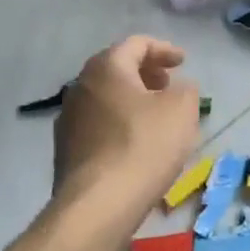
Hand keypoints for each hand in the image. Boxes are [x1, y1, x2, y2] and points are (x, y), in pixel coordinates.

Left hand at [52, 37, 200, 242]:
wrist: (97, 206)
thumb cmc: (143, 146)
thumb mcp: (181, 110)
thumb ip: (185, 90)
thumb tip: (178, 88)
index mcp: (107, 67)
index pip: (136, 44)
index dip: (164, 50)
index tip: (183, 62)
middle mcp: (80, 85)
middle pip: (117, 68)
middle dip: (145, 73)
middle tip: (168, 85)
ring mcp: (67, 118)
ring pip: (105, 97)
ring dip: (131, 100)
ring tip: (155, 116)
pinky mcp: (64, 150)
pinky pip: (97, 124)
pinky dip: (118, 123)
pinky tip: (134, 144)